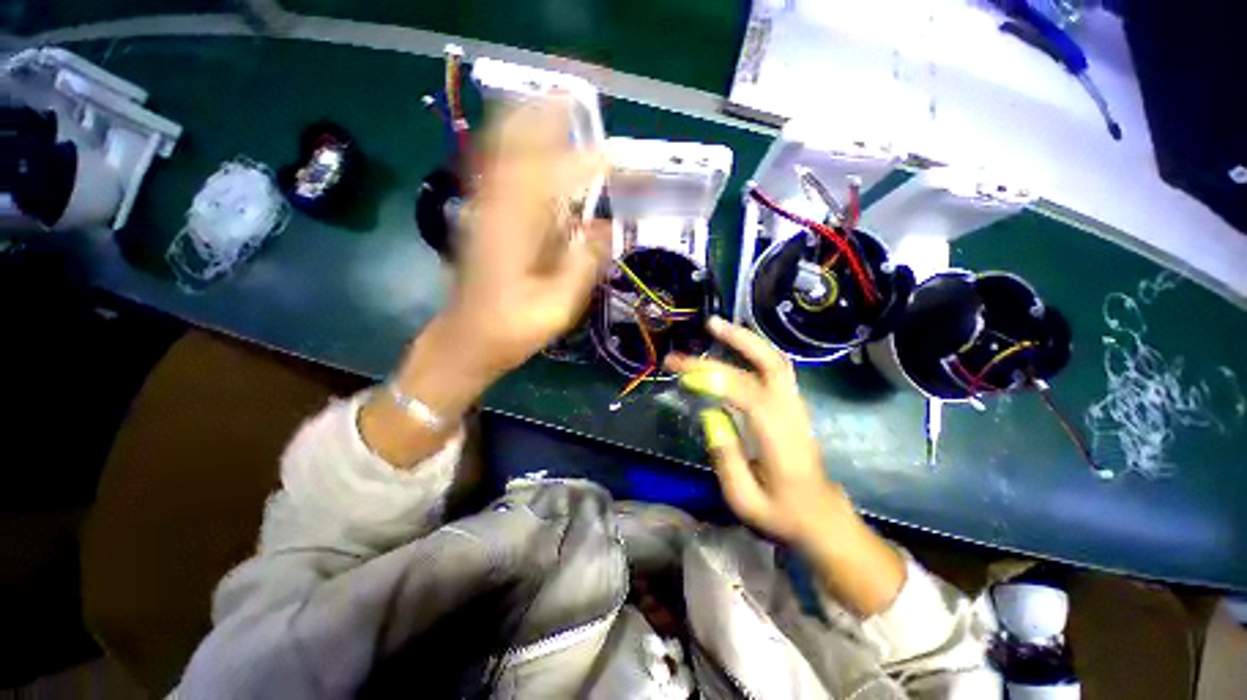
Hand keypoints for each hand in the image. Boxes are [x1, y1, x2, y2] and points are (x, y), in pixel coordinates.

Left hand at [446, 97, 611, 374]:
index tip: (615, 158)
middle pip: (512, 145)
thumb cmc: (511, 329)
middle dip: (543, 117)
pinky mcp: (482, 218)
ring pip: (500, 152)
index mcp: (514, 232)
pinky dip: (515, 149)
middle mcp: (494, 209)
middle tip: (574, 100)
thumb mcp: (557, 307)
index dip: (585, 164)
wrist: (465, 340)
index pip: (551, 179)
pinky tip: (532, 148)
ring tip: (557, 109)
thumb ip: (582, 265)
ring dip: (528, 125)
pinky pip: (497, 171)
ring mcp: (483, 210)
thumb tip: (606, 229)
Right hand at [665, 317, 848, 545]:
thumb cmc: (783, 515)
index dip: (716, 379)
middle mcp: (792, 415)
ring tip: (717, 327)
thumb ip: (726, 458)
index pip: (749, 396)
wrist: (824, 519)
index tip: (685, 372)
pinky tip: (733, 348)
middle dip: (740, 340)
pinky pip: (774, 370)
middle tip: (709, 325)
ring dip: (747, 340)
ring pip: (775, 362)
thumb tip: (709, 416)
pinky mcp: (792, 406)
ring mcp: (796, 407)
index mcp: (781, 441)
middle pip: (771, 365)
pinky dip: (752, 352)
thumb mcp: (745, 501)